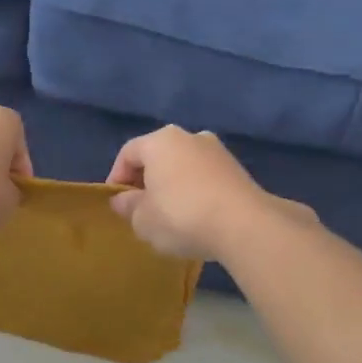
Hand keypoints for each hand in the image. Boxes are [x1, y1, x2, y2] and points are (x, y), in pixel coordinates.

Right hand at [107, 127, 315, 260]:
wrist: (244, 225)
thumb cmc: (181, 216)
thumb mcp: (143, 219)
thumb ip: (128, 207)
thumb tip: (122, 200)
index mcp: (160, 141)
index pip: (128, 153)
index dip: (117, 177)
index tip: (117, 203)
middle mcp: (189, 136)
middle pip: (158, 156)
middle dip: (146, 181)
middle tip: (141, 209)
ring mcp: (217, 151)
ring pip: (183, 166)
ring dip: (172, 186)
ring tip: (169, 216)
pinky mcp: (238, 169)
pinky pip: (205, 177)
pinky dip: (195, 192)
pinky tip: (196, 216)